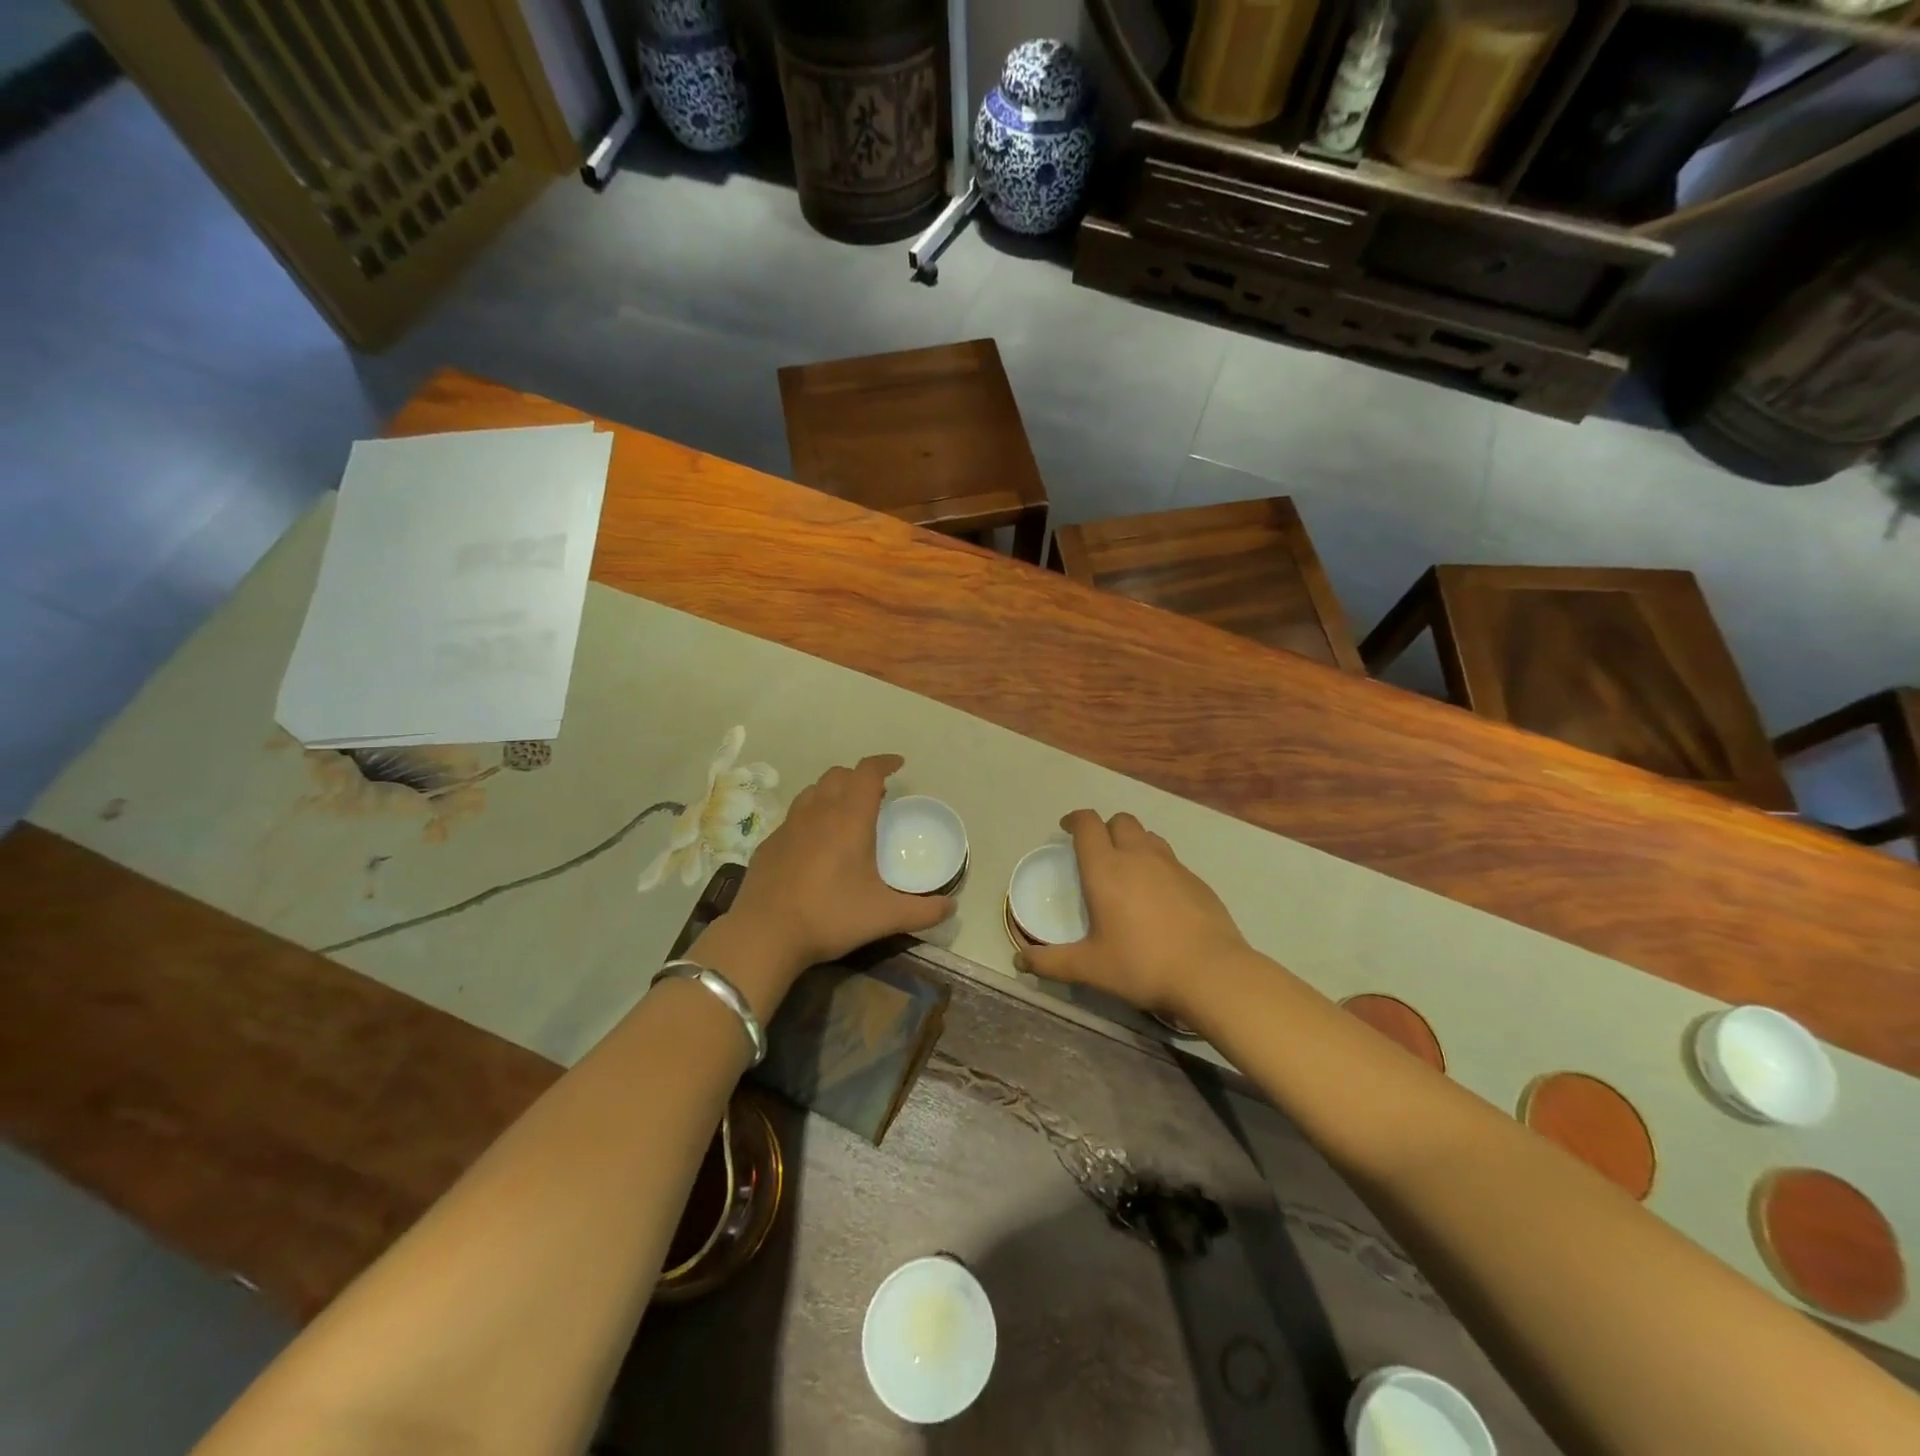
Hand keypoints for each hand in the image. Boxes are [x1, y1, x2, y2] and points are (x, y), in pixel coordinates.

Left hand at [719, 754, 954, 980]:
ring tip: (845, 814)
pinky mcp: (769, 844)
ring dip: (833, 792)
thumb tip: (951, 907)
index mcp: (849, 819)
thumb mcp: (884, 916)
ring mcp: (788, 826)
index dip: (884, 763)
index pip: (867, 772)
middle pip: (839, 774)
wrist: (765, 934)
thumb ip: (922, 911)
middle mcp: (818, 812)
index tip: (898, 764)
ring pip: (813, 791)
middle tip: (876, 796)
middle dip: (859, 777)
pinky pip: (794, 817)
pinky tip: (814, 845)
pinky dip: (811, 817)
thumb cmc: (830, 916)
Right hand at [1019, 810, 1246, 1018]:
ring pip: (1148, 835)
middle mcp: (1138, 856)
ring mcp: (1172, 865)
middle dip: (1105, 828)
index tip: (1066, 828)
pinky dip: (1157, 865)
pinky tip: (1158, 896)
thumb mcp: (1090, 967)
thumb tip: (1019, 961)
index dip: (1074, 820)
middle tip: (1097, 852)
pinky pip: (1171, 859)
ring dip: (1133, 842)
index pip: (1087, 824)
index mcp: (1105, 869)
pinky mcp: (1197, 880)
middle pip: (1120, 821)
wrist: (1211, 973)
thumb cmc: (1141, 964)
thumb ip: (1051, 962)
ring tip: (1127, 868)